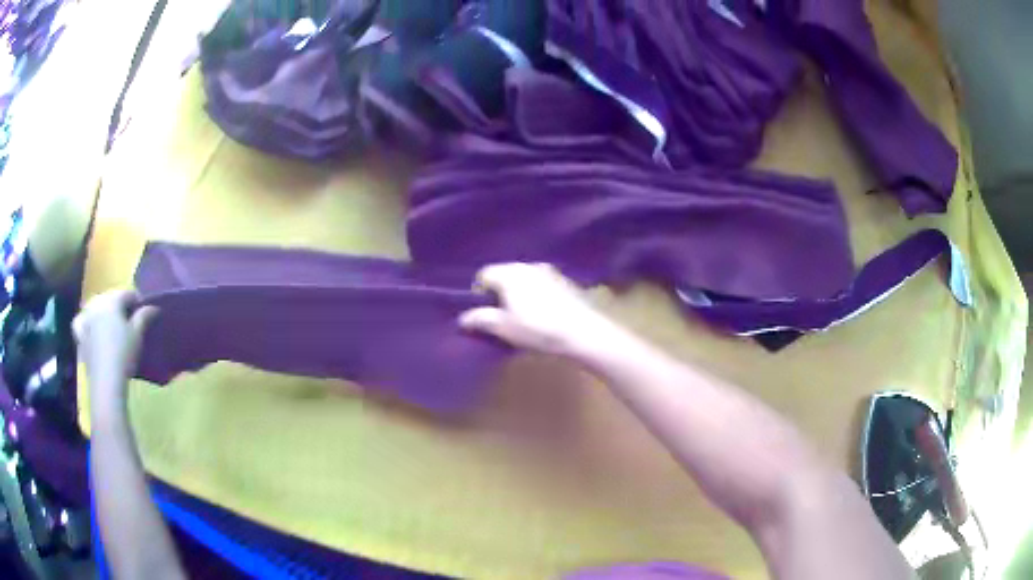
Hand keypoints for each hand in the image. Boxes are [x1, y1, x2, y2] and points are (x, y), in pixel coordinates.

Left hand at [73, 290, 157, 397]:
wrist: (106, 380)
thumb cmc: (124, 354)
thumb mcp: (138, 334)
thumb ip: (144, 316)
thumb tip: (153, 307)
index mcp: (112, 300)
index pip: (127, 294)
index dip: (137, 300)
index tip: (145, 310)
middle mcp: (97, 303)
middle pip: (110, 299)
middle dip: (119, 306)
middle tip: (130, 319)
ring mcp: (86, 318)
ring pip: (95, 307)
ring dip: (103, 311)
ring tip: (111, 323)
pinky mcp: (80, 335)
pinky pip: (81, 321)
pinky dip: (85, 321)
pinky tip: (90, 326)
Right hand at [459, 263, 615, 356]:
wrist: (582, 332)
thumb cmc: (537, 328)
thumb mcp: (504, 327)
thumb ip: (481, 319)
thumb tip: (463, 318)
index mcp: (509, 273)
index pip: (484, 275)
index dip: (478, 294)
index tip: (484, 314)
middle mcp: (527, 265)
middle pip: (504, 275)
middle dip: (499, 294)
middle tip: (501, 318)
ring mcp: (549, 271)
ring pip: (523, 280)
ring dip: (518, 294)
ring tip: (522, 318)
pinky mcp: (565, 282)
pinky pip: (541, 285)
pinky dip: (535, 296)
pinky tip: (542, 315)